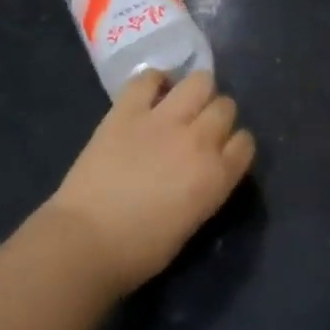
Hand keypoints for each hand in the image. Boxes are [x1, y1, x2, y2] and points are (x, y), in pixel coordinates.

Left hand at [45, 71, 255, 294]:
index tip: (222, 153)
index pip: (245, 143)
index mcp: (216, 176)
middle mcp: (198, 140)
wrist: (84, 242)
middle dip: (217, 115)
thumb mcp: (191, 223)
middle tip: (199, 129)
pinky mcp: (127, 110)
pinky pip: (148, 78)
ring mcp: (163, 119)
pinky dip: (154, 81)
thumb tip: (204, 171)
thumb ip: (206, 188)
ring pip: (199, 81)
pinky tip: (151, 93)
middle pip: (226, 107)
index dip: (234, 145)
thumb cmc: (139, 251)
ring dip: (196, 91)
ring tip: (181, 104)